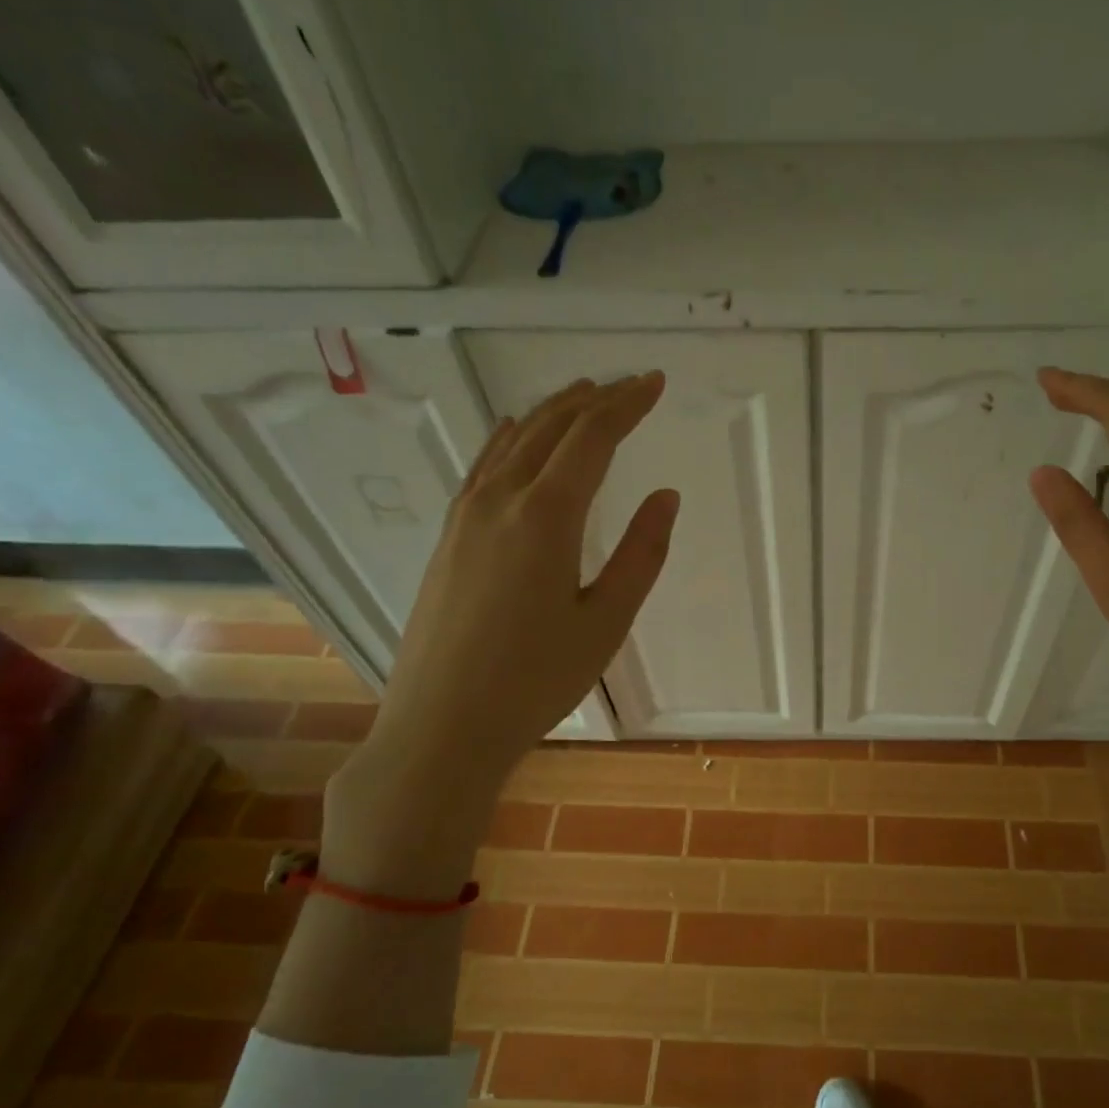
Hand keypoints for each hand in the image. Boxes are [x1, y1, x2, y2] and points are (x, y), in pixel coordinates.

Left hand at [324, 373, 678, 889]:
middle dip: (594, 400)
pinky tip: (515, 434)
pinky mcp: (449, 538)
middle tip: (630, 384)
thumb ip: (641, 554)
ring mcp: (466, 516)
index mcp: (545, 516)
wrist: (443, 725)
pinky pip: (483, 467)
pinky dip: (510, 439)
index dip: (627, 405)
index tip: (655, 382)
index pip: (592, 437)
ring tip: (583, 394)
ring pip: (513, 441)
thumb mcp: (606, 621)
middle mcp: (500, 500)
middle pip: (550, 428)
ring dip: (552, 412)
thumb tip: (666, 496)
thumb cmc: (536, 680)